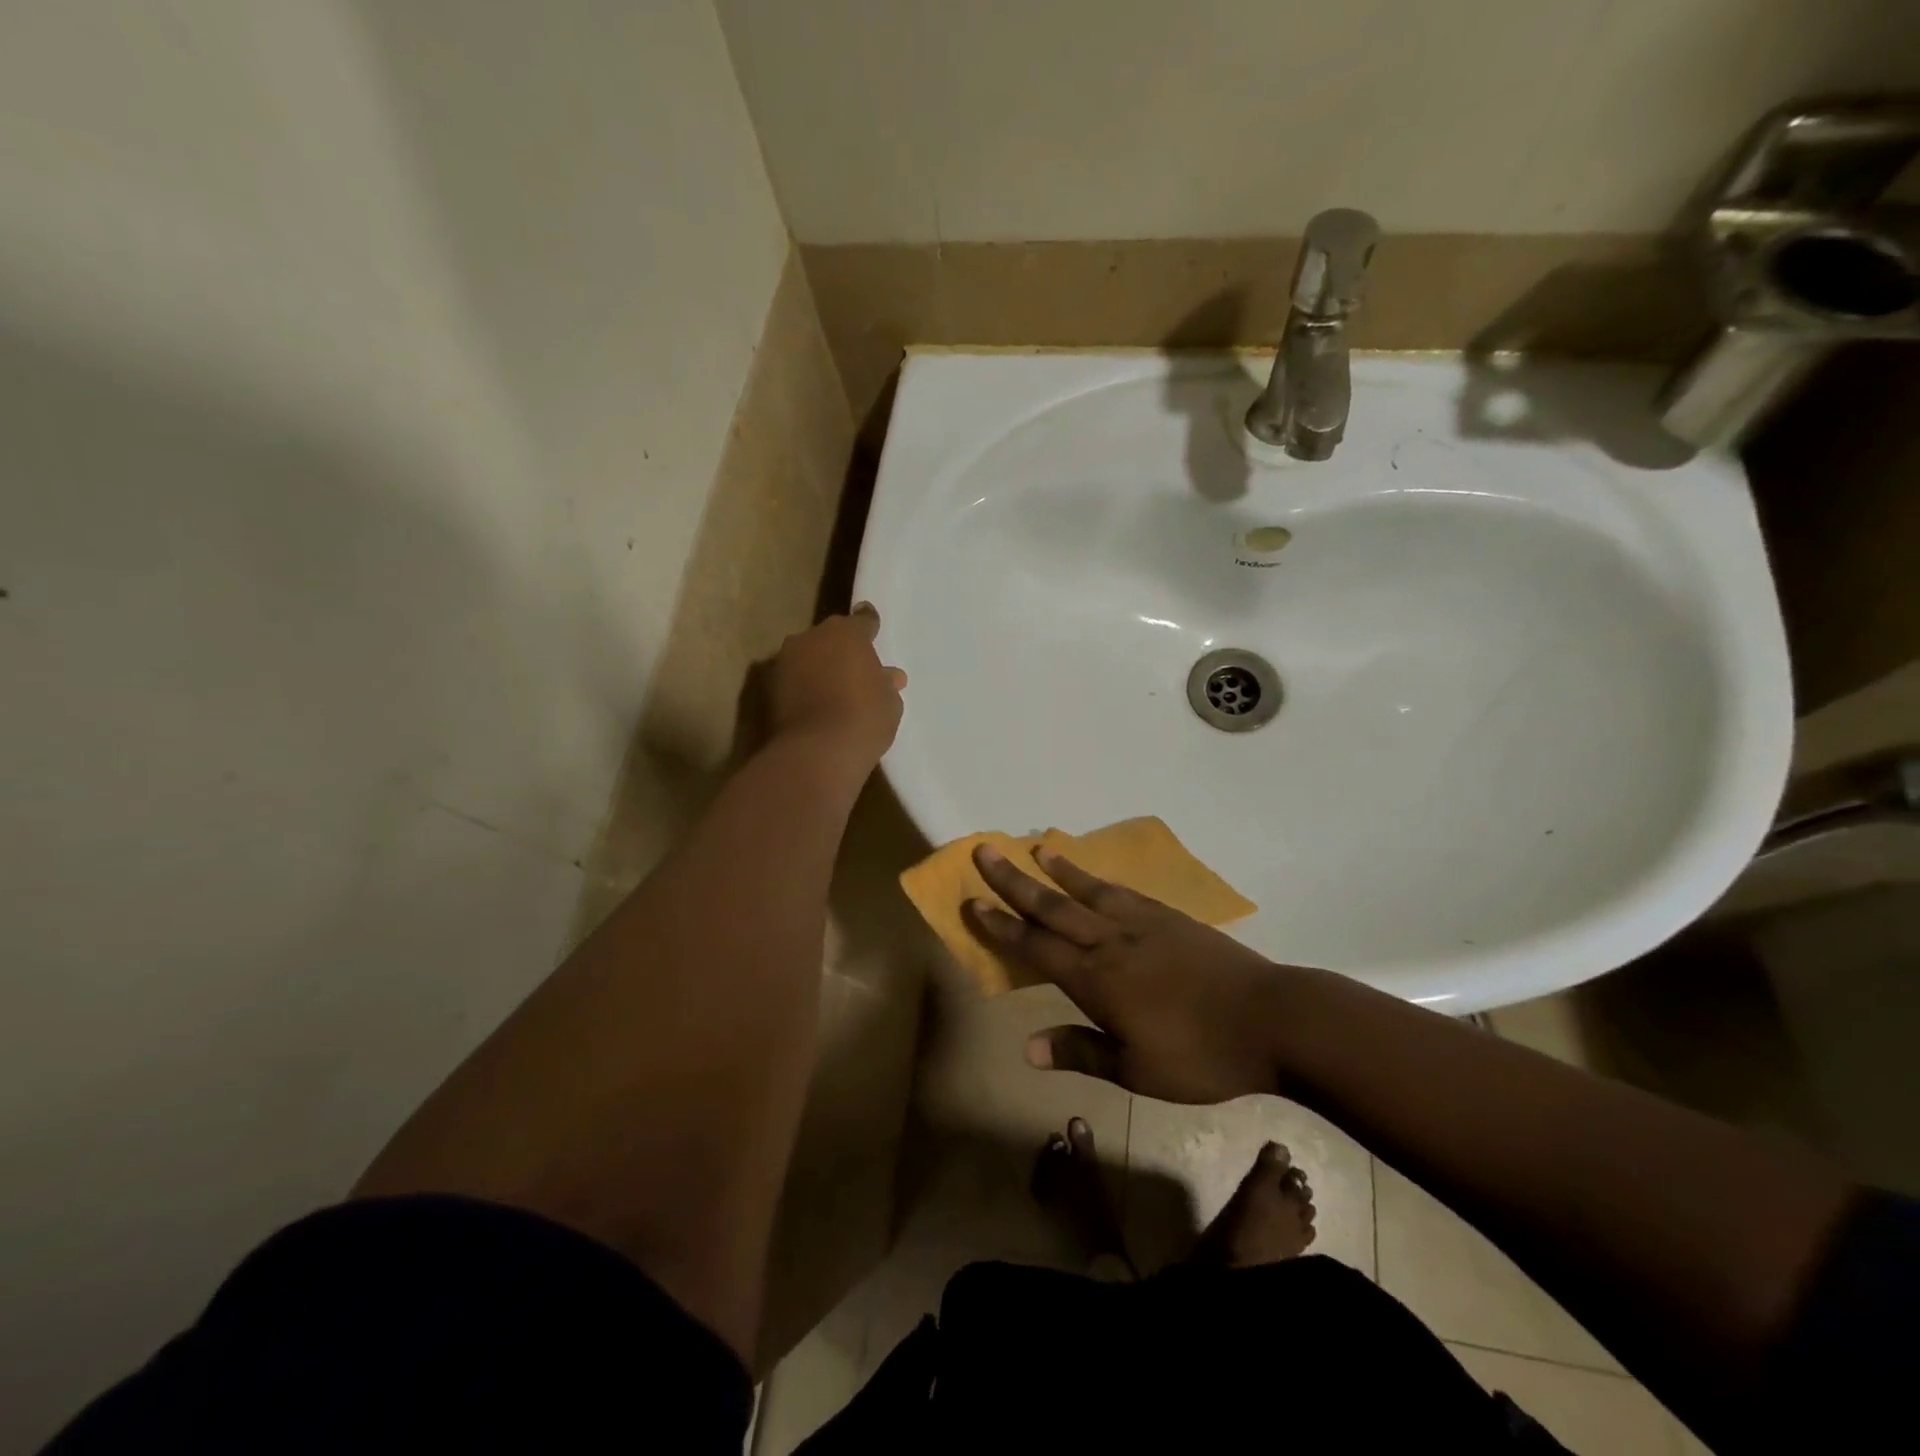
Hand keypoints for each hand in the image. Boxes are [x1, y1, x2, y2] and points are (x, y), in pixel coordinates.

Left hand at [766, 603, 906, 769]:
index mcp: (846, 633)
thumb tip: (888, 676)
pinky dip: (801, 689)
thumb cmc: (864, 719)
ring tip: (832, 692)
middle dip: (840, 652)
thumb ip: (886, 683)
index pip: (862, 621)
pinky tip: (813, 707)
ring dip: (817, 669)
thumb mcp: (889, 702)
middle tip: (854, 672)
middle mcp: (811, 638)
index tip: (871, 627)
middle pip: (829, 639)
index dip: (869, 626)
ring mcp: (784, 662)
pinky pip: (792, 681)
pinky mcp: (766, 688)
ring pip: (807, 658)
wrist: (817, 752)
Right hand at [966, 843, 1291, 1103]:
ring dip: (1058, 869)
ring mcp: (1144, 924)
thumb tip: (1026, 1047)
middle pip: (1053, 906)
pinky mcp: (1171, 918)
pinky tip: (1095, 876)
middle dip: (1014, 880)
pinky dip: (1100, 879)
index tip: (972, 901)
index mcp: (1097, 980)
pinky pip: (1125, 891)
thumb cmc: (1202, 1055)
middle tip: (985, 850)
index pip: (1036, 946)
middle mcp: (1111, 941)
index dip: (1000, 925)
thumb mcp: (1137, 1070)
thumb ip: (1081, 1052)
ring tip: (1036, 847)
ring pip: (1088, 890)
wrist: (1273, 1020)